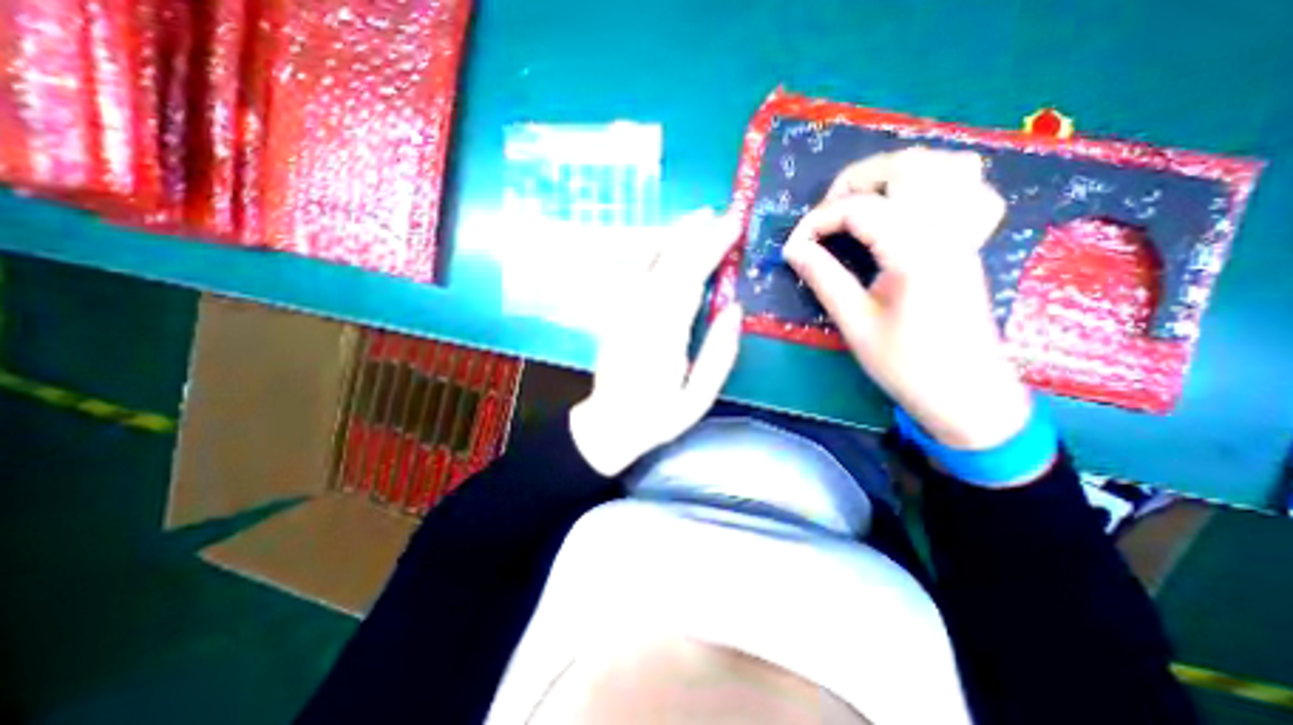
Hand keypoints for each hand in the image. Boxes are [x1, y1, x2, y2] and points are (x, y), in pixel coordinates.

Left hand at [570, 206, 741, 475]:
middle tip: (724, 213)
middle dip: (698, 233)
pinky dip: (654, 250)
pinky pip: (636, 271)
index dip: (713, 247)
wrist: (608, 425)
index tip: (735, 225)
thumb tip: (735, 310)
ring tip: (699, 217)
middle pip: (671, 261)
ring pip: (651, 260)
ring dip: (676, 235)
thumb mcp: (697, 398)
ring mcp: (624, 309)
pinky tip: (667, 241)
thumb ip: (719, 355)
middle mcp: (641, 313)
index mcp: (665, 334)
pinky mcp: (617, 311)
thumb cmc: (657, 417)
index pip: (691, 277)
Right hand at [782, 148, 1038, 451]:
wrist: (966, 392)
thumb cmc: (906, 365)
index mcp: (916, 253)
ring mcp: (967, 234)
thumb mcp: (855, 324)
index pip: (860, 209)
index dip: (818, 221)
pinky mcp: (970, 244)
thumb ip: (824, 278)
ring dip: (897, 173)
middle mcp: (948, 231)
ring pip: (947, 167)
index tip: (793, 247)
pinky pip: (968, 190)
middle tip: (827, 211)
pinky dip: (935, 185)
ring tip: (863, 200)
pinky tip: (910, 208)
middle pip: (910, 167)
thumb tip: (794, 250)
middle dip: (857, 180)